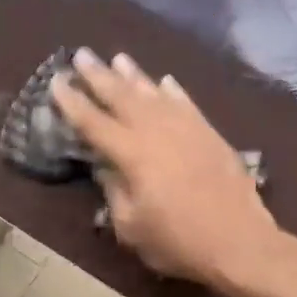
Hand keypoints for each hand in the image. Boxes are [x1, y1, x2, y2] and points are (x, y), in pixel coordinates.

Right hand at [52, 48, 279, 288]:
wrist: (240, 242)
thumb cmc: (178, 241)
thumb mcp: (131, 227)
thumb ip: (114, 193)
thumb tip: (105, 168)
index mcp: (132, 154)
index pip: (93, 122)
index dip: (72, 102)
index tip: (56, 81)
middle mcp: (157, 131)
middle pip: (122, 96)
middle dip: (99, 75)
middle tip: (82, 54)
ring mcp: (187, 129)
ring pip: (154, 93)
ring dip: (134, 75)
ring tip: (118, 58)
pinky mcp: (210, 134)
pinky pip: (186, 103)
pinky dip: (172, 91)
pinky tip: (164, 81)